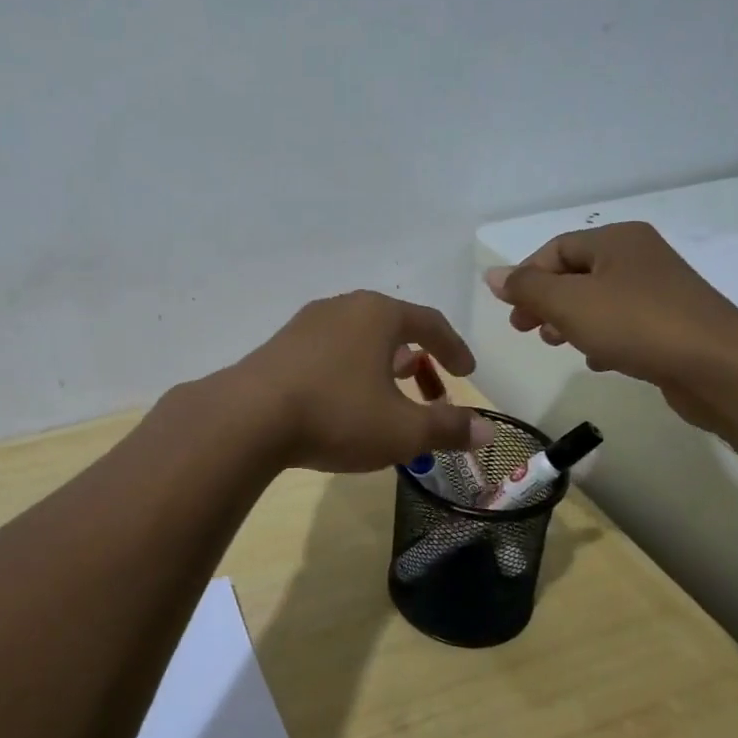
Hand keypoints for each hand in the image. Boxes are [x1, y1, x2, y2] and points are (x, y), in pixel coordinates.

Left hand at [228, 291, 492, 472]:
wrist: (249, 417)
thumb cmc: (337, 414)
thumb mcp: (402, 430)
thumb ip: (448, 427)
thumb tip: (488, 431)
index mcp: (379, 314)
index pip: (430, 323)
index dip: (454, 348)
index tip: (467, 373)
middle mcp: (344, 307)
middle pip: (393, 327)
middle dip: (418, 358)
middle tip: (431, 390)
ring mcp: (307, 322)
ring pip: (359, 337)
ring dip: (382, 364)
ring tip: (390, 396)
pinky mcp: (281, 343)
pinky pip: (330, 349)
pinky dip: (351, 369)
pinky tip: (344, 399)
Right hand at [484, 223, 737, 427]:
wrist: (721, 368)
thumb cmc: (636, 324)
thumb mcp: (568, 303)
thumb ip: (527, 287)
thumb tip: (493, 275)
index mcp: (616, 240)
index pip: (555, 249)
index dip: (526, 277)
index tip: (512, 312)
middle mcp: (640, 257)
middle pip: (576, 274)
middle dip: (546, 302)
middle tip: (526, 329)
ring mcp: (661, 291)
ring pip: (599, 300)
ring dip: (571, 321)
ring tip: (557, 346)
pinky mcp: (674, 324)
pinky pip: (625, 324)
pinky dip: (603, 338)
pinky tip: (597, 361)